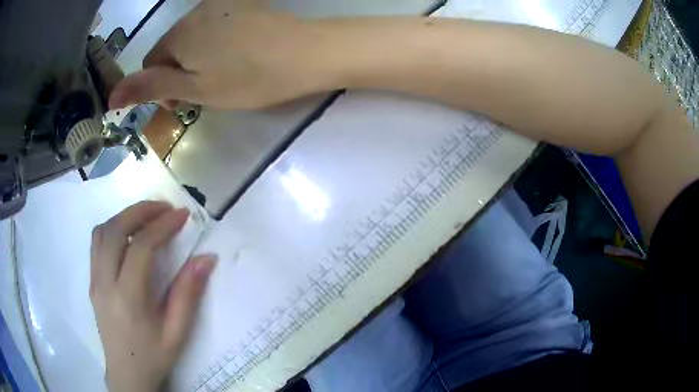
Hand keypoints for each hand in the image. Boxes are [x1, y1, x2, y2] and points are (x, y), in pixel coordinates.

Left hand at [90, 201, 215, 391]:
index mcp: (128, 299)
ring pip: (102, 231)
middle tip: (164, 208)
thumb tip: (207, 258)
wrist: (126, 373)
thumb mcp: (177, 333)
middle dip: (141, 211)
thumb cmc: (154, 356)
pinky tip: (127, 234)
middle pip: (115, 230)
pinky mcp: (91, 281)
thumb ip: (188, 294)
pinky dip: (112, 228)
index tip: (182, 216)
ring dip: (124, 216)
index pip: (140, 247)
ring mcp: (94, 280)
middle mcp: (105, 283)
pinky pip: (96, 243)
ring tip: (147, 217)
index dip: (162, 226)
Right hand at [109, 0, 333, 109]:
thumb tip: (112, 95)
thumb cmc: (247, 78)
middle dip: (179, 71)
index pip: (152, 62)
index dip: (160, 86)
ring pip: (193, 36)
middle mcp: (195, 13)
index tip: (181, 103)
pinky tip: (236, 53)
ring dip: (197, 57)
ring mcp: (221, 5)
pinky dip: (216, 42)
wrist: (303, 54)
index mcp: (179, 35)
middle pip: (172, 48)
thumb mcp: (194, 89)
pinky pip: (215, 26)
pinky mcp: (242, 4)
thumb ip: (151, 88)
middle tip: (204, 91)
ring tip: (222, 74)